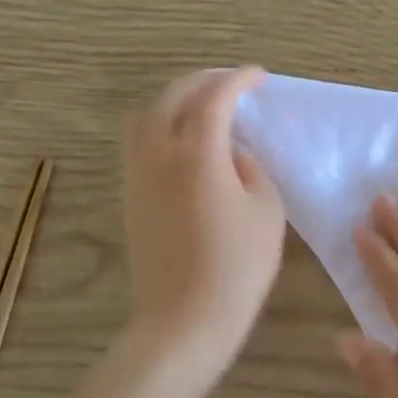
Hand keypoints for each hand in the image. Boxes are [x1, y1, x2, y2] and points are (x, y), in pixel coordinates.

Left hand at [123, 68, 284, 382]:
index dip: (237, 80)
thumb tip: (231, 154)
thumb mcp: (266, 212)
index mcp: (197, 155)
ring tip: (202, 105)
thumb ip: (251, 169)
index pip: (214, 99)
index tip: (258, 77)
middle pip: (171, 97)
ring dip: (174, 100)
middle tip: (229, 83)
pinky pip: (139, 143)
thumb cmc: (237, 268)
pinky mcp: (131, 197)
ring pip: (145, 117)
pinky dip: (161, 126)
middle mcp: (159, 156)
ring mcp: (138, 176)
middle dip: (201, 81)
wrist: (185, 320)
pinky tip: (184, 141)